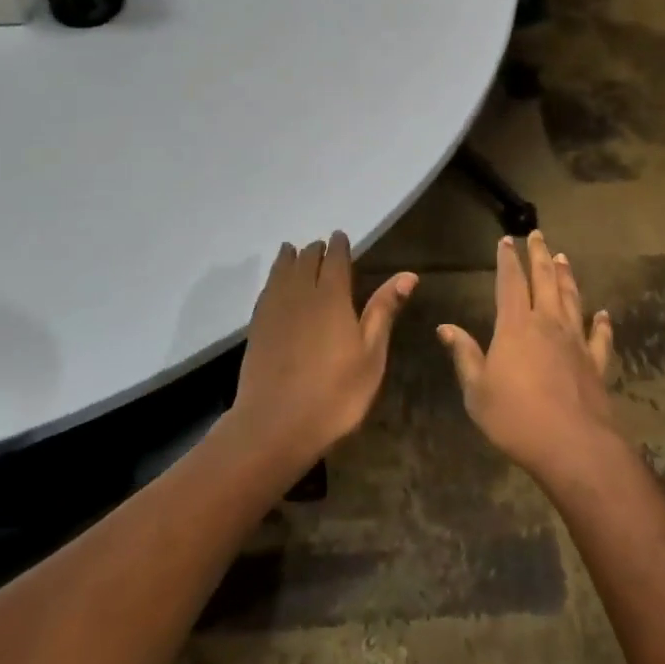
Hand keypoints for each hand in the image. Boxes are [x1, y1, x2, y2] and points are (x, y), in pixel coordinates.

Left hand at [231, 232, 416, 470]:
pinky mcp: (257, 327)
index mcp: (332, 296)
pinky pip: (267, 289)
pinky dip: (274, 277)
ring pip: (282, 270)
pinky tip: (276, 284)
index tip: (341, 237)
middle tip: (322, 248)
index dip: (339, 246)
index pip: (335, 259)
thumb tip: (408, 274)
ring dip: (291, 258)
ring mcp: (274, 309)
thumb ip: (384, 311)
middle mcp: (300, 293)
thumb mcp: (371, 355)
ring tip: (294, 252)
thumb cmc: (335, 393)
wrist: (274, 425)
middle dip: (316, 250)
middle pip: (306, 259)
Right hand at [438, 231, 618, 486]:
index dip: (507, 260)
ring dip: (567, 277)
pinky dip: (602, 323)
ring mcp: (576, 342)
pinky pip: (600, 337)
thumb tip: (445, 327)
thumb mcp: (477, 390)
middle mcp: (548, 324)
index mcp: (516, 326)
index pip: (510, 283)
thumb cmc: (515, 418)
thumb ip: (464, 355)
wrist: (572, 445)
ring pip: (572, 299)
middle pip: (545, 280)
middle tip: (538, 235)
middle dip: (539, 255)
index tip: (506, 241)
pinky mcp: (596, 363)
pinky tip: (603, 314)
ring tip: (564, 258)